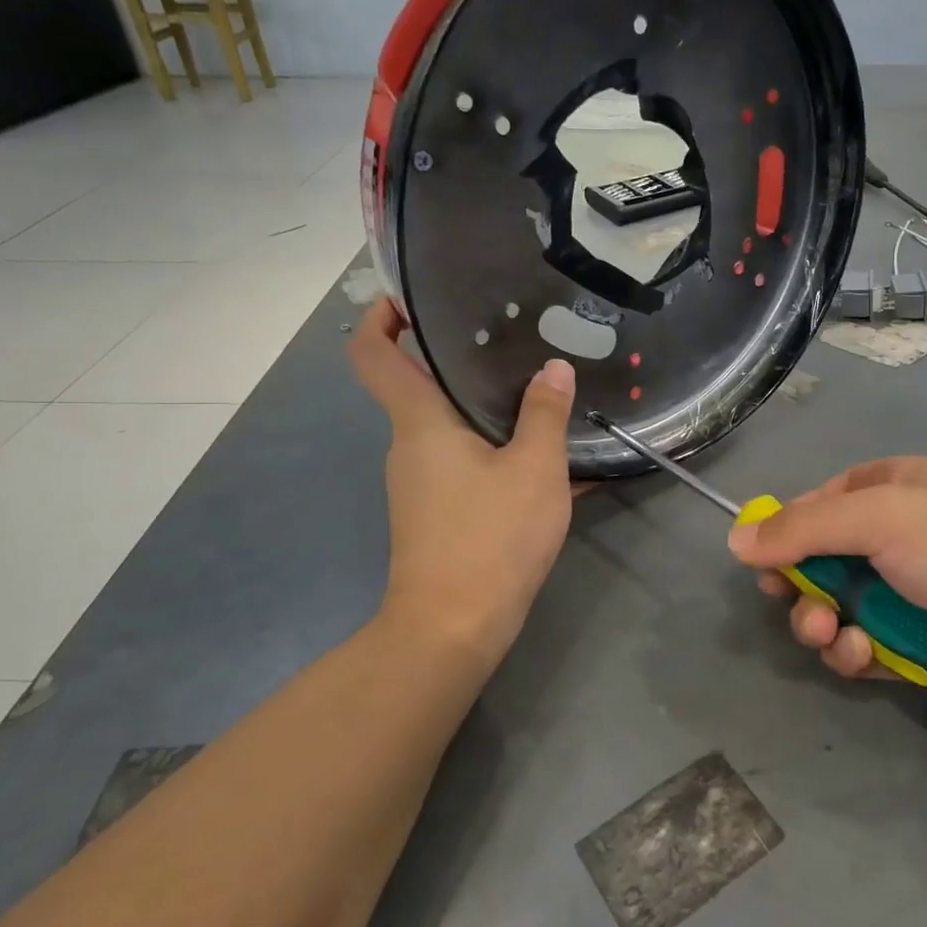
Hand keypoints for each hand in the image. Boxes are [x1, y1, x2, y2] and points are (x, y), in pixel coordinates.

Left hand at [349, 298, 575, 663]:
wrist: (453, 629)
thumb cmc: (489, 539)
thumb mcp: (534, 470)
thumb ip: (545, 415)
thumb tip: (554, 369)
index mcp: (420, 424)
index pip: (373, 355)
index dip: (381, 317)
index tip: (414, 298)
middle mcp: (410, 446)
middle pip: (422, 387)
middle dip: (462, 360)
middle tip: (517, 340)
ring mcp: (421, 483)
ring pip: (451, 428)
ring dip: (489, 409)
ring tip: (542, 392)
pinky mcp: (437, 512)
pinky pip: (466, 464)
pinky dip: (499, 451)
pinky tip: (548, 459)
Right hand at [727, 457, 926, 732]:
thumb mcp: (882, 518)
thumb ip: (803, 527)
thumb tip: (736, 539)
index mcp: (898, 489)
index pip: (823, 501)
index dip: (787, 528)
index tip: (760, 558)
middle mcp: (903, 539)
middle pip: (822, 560)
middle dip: (802, 585)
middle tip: (795, 604)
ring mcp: (913, 597)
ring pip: (838, 610)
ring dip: (824, 625)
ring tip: (836, 637)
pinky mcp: (920, 651)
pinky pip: (866, 650)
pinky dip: (857, 655)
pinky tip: (867, 659)